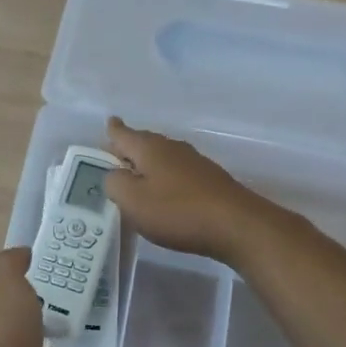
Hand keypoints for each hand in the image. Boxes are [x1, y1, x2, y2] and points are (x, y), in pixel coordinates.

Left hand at [0, 248, 59, 346]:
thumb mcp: (7, 288)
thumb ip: (11, 267)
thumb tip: (20, 252)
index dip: (10, 275)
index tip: (36, 269)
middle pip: (1, 313)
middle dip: (22, 306)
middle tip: (55, 296)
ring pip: (16, 343)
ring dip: (33, 334)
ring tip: (63, 323)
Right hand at [105, 117, 268, 263]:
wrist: (236, 224)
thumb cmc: (177, 211)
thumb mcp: (133, 201)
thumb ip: (115, 184)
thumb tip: (114, 174)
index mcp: (149, 148)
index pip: (123, 133)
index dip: (113, 130)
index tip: (109, 122)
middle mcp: (171, 147)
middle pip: (144, 142)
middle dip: (129, 148)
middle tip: (115, 158)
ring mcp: (194, 161)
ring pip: (162, 157)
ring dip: (149, 165)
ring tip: (137, 178)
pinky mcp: (209, 179)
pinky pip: (178, 171)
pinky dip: (166, 178)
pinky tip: (166, 194)